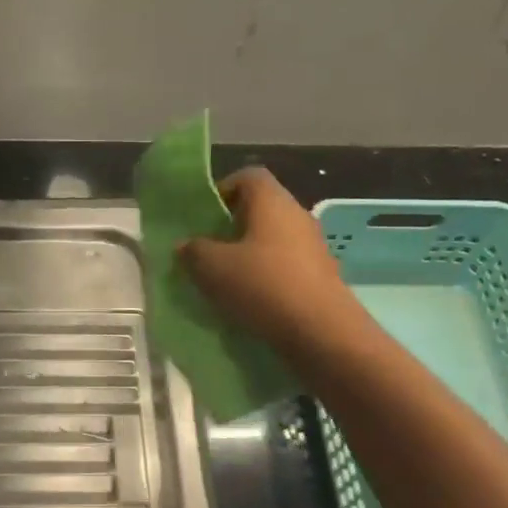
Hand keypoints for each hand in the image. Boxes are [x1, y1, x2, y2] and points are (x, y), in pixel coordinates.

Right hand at [181, 168, 350, 348]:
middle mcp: (297, 215)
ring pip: (273, 239)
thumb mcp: (212, 268)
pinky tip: (250, 300)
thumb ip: (193, 251)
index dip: (222, 190)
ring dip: (248, 254)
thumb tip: (186, 244)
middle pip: (260, 209)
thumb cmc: (262, 286)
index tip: (203, 218)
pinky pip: (285, 265)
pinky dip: (266, 276)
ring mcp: (313, 246)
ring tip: (225, 279)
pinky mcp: (320, 275)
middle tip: (207, 251)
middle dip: (231, 227)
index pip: (247, 176)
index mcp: (272, 201)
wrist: (321, 331)